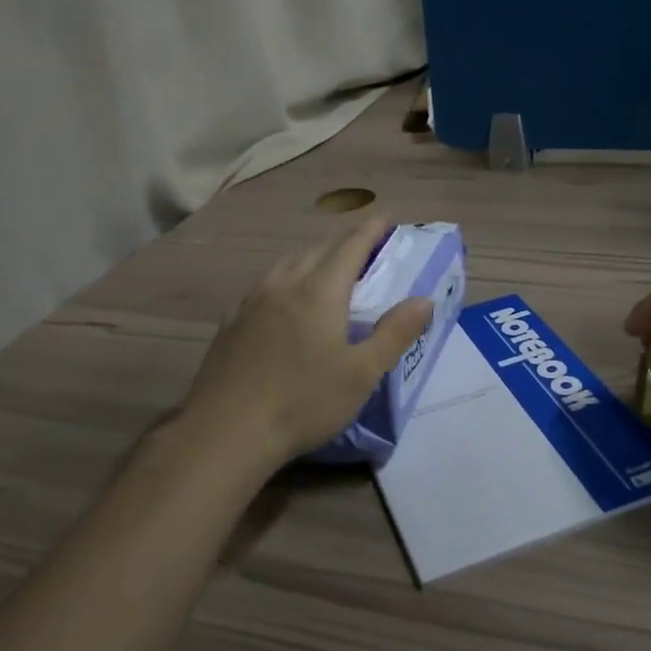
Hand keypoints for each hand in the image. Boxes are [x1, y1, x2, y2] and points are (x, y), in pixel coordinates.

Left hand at [183, 217, 432, 466]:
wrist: (226, 432)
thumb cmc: (303, 402)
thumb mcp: (361, 373)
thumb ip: (395, 333)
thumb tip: (424, 300)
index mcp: (320, 291)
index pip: (350, 247)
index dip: (370, 230)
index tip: (385, 218)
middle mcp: (284, 285)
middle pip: (317, 250)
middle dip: (343, 243)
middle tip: (363, 248)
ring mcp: (252, 302)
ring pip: (286, 264)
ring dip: (311, 258)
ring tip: (325, 269)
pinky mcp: (231, 322)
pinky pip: (264, 286)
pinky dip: (284, 280)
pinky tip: (282, 301)